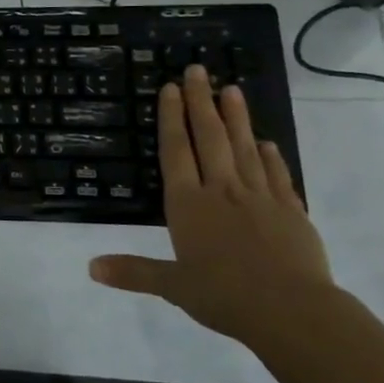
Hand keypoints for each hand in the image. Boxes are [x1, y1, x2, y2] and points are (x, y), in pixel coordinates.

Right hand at [88, 65, 339, 345]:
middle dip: (201, 102)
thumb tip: (90, 267)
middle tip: (198, 70)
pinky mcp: (291, 211)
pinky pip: (277, 175)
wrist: (292, 312)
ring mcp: (259, 198)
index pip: (176, 151)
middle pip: (209, 138)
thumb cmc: (224, 296)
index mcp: (188, 205)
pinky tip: (266, 142)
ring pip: (245, 148)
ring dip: (237, 117)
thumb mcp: (172, 286)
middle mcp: (221, 191)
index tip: (171, 89)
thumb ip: (133, 271)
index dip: (171, 118)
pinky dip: (271, 156)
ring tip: (232, 89)